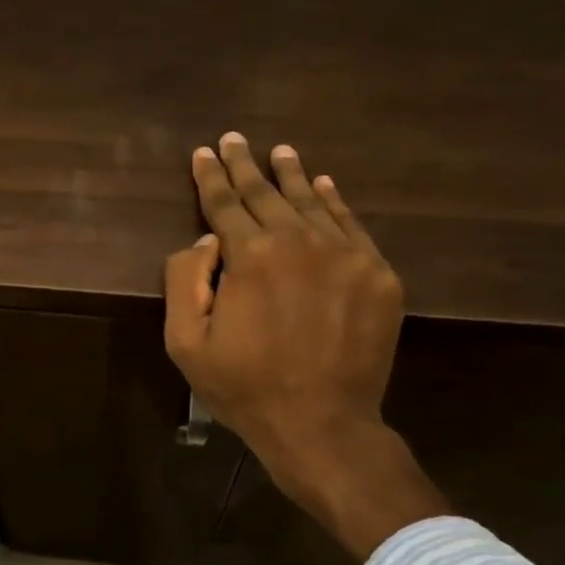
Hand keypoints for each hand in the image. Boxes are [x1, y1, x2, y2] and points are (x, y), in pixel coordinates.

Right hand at [163, 133, 448, 560]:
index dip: (211, 177)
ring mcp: (346, 255)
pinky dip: (335, 203)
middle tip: (236, 139)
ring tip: (279, 152)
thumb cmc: (244, 388)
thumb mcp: (185, 343)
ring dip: (292, 176)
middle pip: (268, 194)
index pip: (225, 204)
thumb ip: (185, 280)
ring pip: (313, 202)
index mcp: (250, 255)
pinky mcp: (378, 275)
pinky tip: (324, 186)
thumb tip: (205, 241)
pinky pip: (352, 226)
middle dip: (246, 166)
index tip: (204, 152)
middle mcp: (300, 241)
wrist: (322, 424)